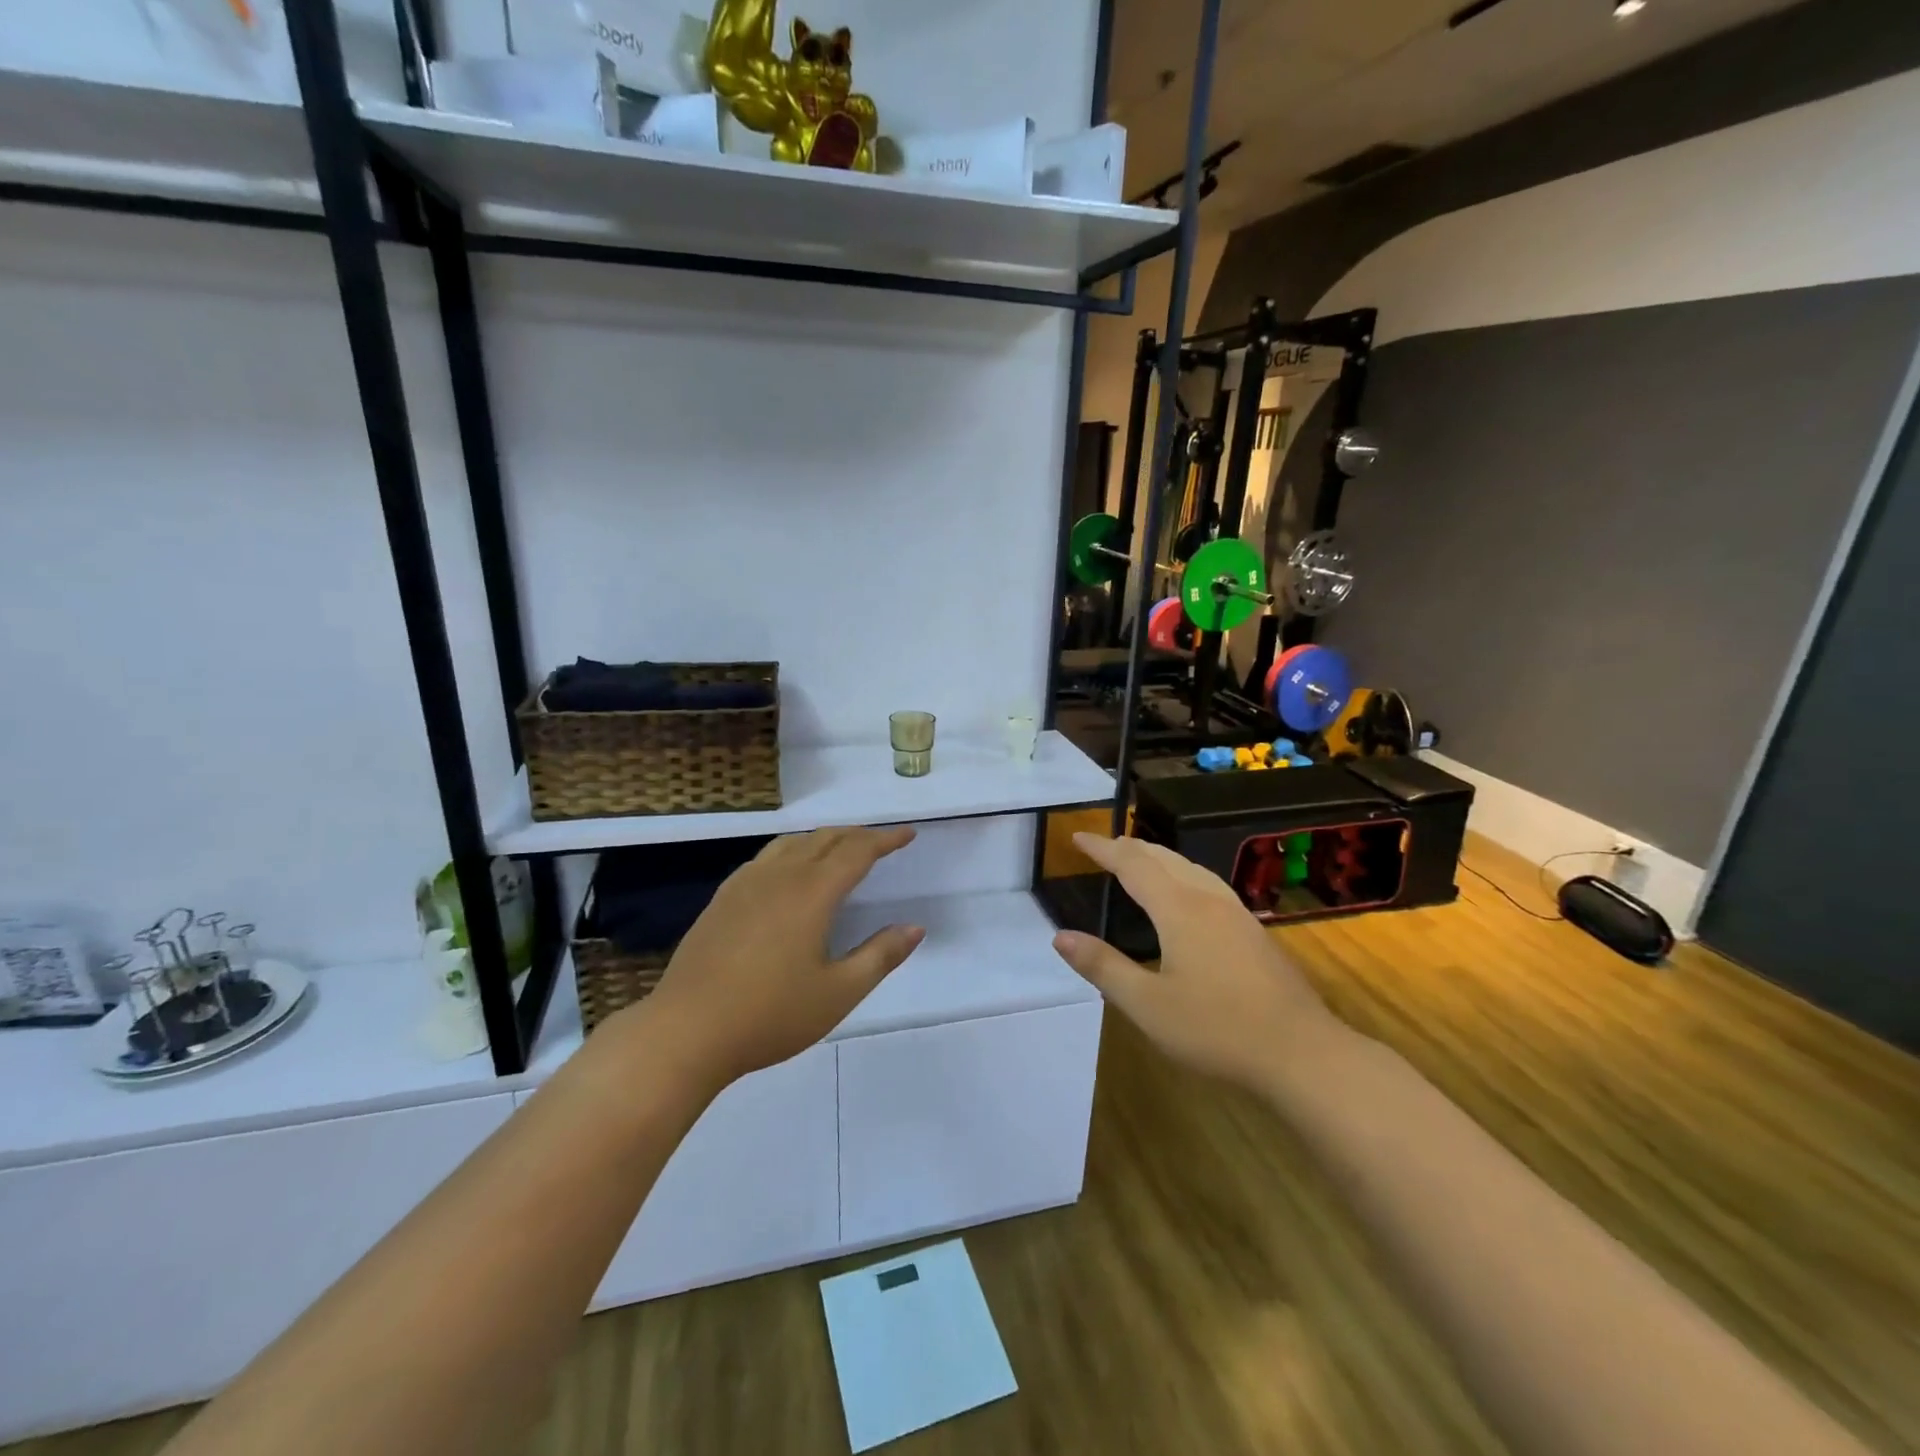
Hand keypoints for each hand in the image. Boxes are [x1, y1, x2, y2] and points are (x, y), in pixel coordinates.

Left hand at [628, 826, 924, 1090]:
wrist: (686, 1031)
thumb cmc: (770, 1014)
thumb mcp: (838, 993)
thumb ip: (880, 956)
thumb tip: (914, 927)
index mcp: (811, 893)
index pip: (856, 851)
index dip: (885, 840)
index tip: (907, 835)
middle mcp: (779, 876)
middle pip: (824, 839)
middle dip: (857, 835)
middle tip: (881, 842)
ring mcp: (745, 885)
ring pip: (791, 844)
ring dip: (823, 840)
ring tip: (839, 849)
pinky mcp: (722, 899)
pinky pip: (766, 858)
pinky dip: (791, 851)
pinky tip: (788, 872)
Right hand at [1051, 833, 1334, 1088]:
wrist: (1301, 1053)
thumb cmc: (1216, 1029)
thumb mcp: (1147, 1004)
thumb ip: (1103, 966)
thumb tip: (1061, 937)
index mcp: (1179, 909)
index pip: (1132, 865)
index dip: (1103, 848)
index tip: (1077, 836)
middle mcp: (1208, 900)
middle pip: (1163, 858)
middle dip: (1130, 847)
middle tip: (1103, 846)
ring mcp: (1236, 914)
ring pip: (1190, 868)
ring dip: (1158, 857)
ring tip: (1139, 859)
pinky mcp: (1253, 931)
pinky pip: (1208, 883)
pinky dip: (1181, 874)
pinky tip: (1188, 894)